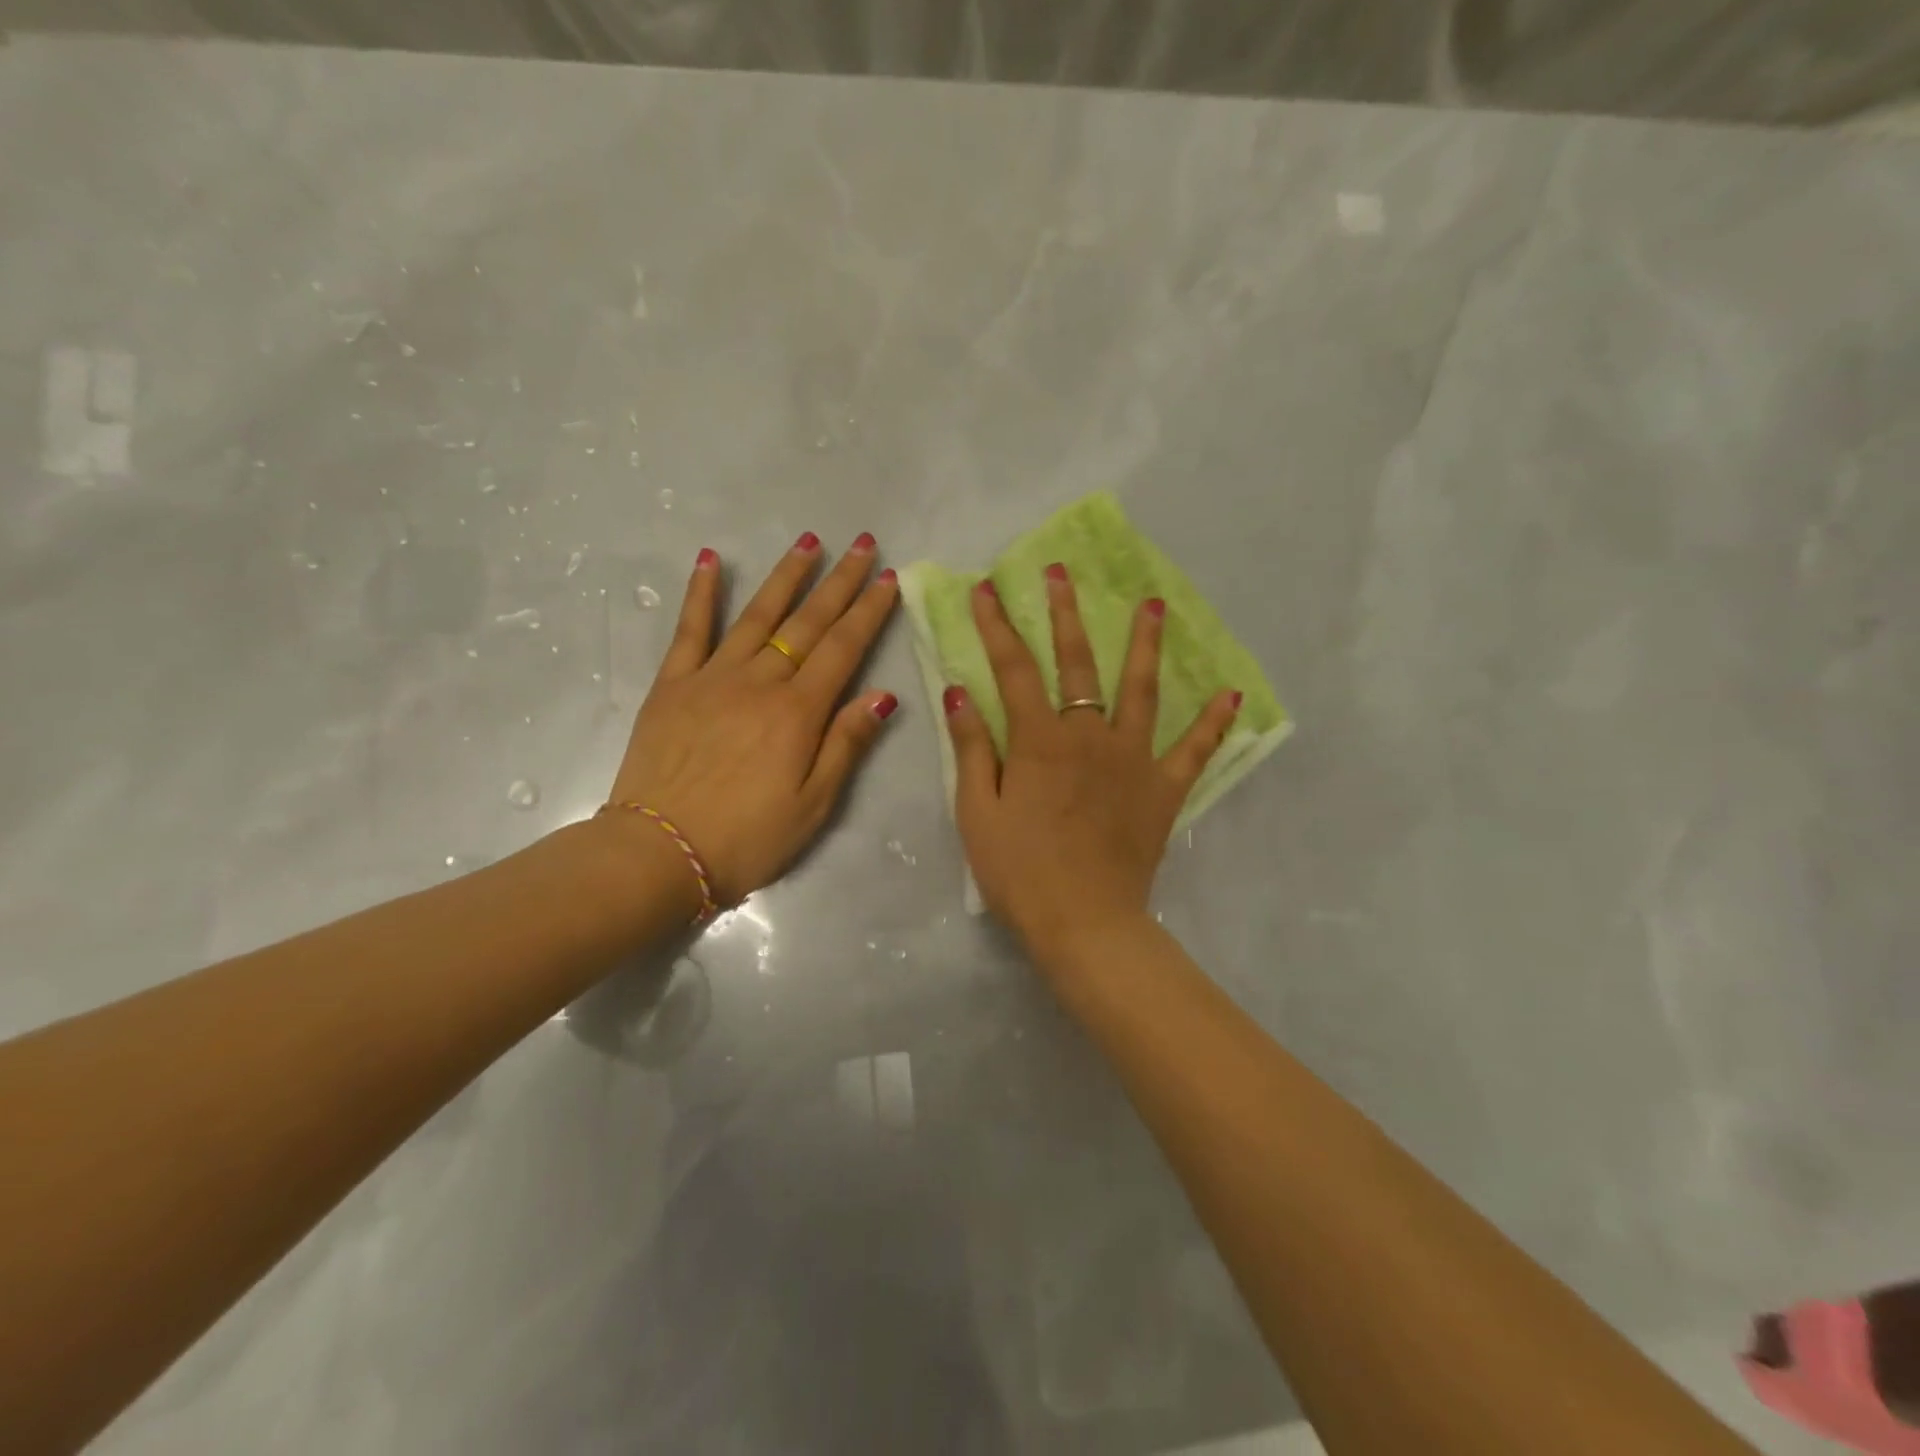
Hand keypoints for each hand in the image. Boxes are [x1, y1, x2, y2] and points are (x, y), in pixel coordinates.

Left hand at [606, 532, 899, 906]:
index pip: (844, 648)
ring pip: (757, 615)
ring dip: (786, 576)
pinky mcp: (672, 685)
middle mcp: (759, 681)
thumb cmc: (747, 838)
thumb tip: (882, 695)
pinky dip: (701, 593)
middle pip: (808, 623)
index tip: (889, 577)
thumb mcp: (814, 804)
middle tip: (863, 544)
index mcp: (798, 711)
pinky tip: (710, 560)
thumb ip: (846, 744)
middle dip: (840, 582)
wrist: (659, 853)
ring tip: (810, 541)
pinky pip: (690, 630)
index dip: (869, 611)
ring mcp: (712, 677)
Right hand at [943, 567, 1239, 958]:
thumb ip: (974, 748)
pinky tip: (1231, 694)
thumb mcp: (977, 813)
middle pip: (1077, 663)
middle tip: (1062, 573)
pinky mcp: (1164, 789)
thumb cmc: (1020, 872)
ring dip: (1145, 644)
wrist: (1084, 922)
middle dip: (1065, 614)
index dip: (996, 626)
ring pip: (1141, 689)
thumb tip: (959, 691)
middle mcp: (1089, 735)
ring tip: (1153, 605)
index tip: (987, 590)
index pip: (1013, 669)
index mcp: (1040, 740)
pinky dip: (1213, 722)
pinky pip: (1194, 749)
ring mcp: (1134, 759)